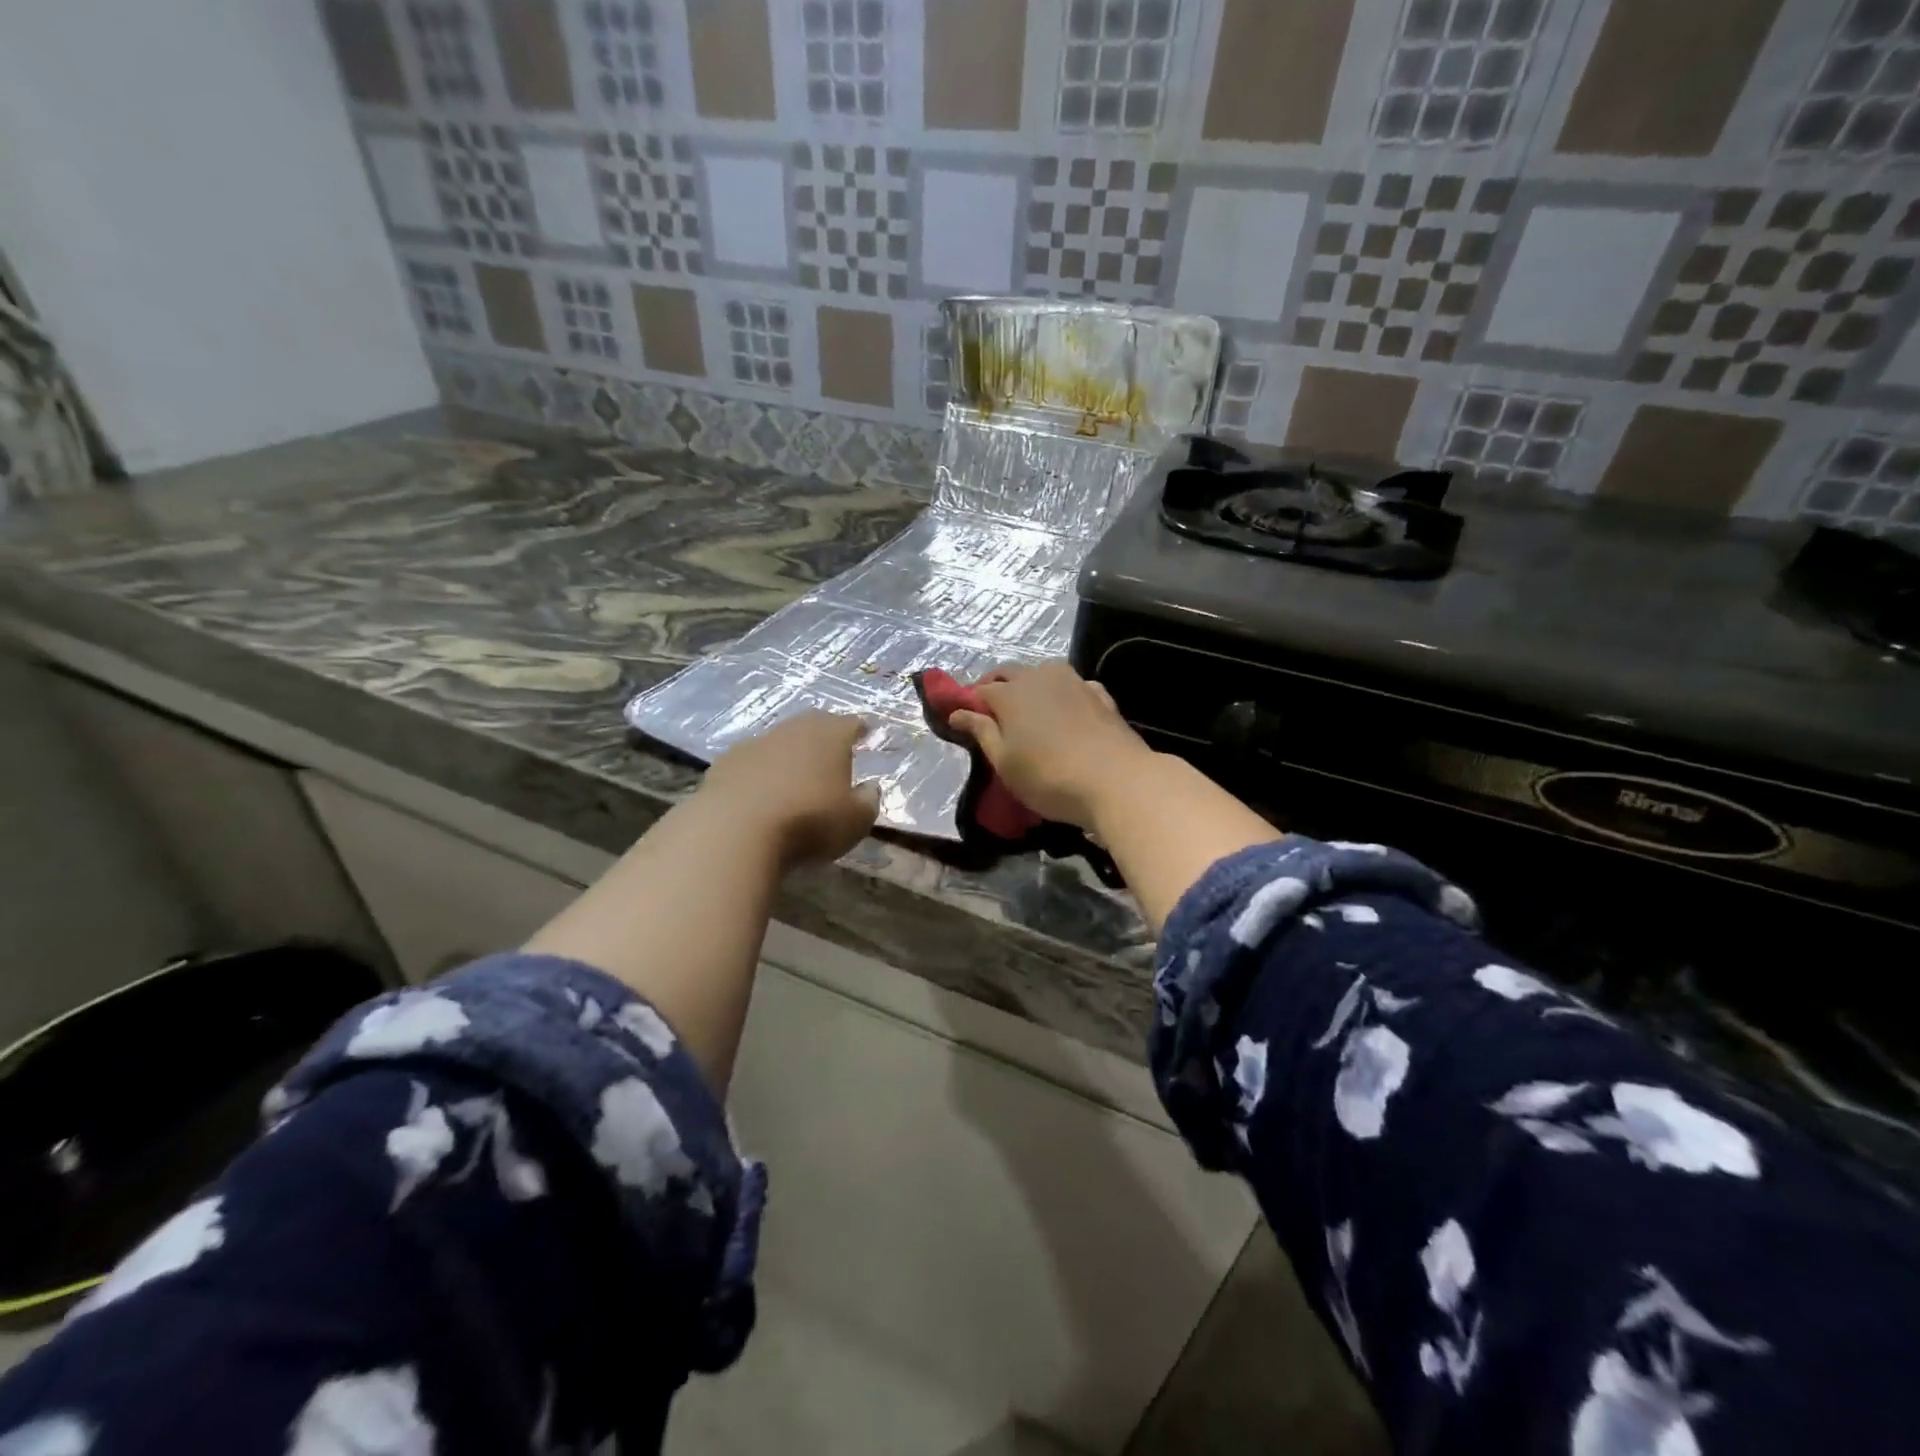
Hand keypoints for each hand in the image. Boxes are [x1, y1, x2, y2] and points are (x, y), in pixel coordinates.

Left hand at [702, 711, 880, 865]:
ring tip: (795, 773)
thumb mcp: (855, 821)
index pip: (851, 723)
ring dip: (789, 753)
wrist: (736, 830)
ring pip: (779, 740)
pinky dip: (759, 771)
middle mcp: (794, 730)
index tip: (866, 733)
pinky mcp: (725, 763)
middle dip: (824, 734)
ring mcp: (755, 743)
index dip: (860, 729)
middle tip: (832, 750)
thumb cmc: (809, 822)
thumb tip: (870, 788)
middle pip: (813, 723)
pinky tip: (760, 790)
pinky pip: (751, 761)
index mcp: (830, 736)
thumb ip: (868, 801)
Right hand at [948, 662, 1156, 830]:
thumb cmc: (1049, 777)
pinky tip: (1064, 712)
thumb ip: (981, 732)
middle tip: (991, 712)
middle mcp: (1040, 677)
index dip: (969, 702)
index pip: (980, 690)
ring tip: (1028, 711)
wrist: (1117, 781)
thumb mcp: (1004, 762)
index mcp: (1010, 693)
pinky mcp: (1100, 695)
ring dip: (1030, 686)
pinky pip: (1072, 687)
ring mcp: (1074, 682)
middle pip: (1010, 673)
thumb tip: (957, 712)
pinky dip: (1061, 695)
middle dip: (996, 686)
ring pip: (1043, 674)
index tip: (963, 718)